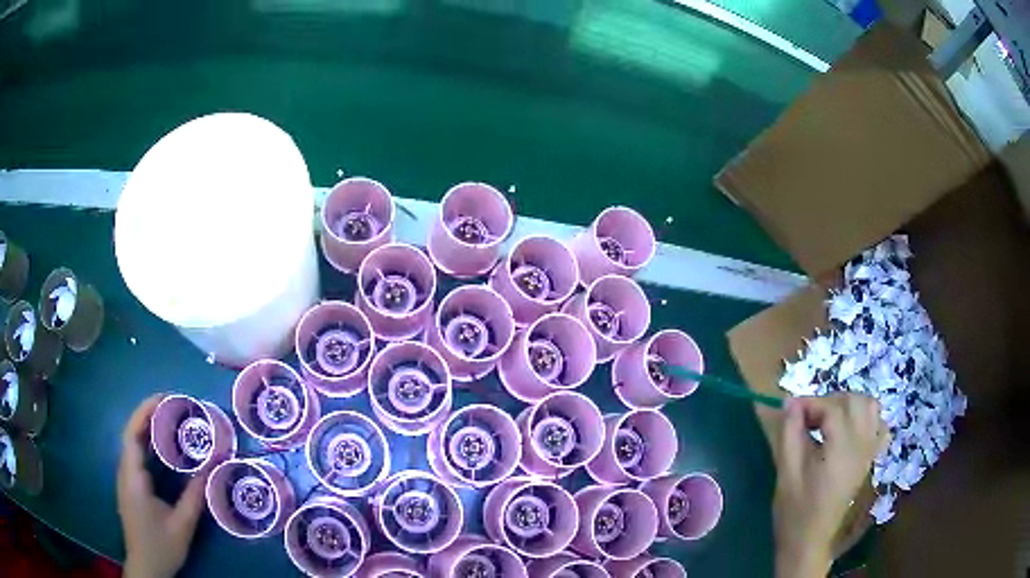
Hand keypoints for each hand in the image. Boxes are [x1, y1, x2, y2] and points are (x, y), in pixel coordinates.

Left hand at [118, 394, 207, 577]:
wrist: (146, 568)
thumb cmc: (161, 547)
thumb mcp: (182, 526)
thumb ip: (194, 497)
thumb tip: (213, 468)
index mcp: (133, 478)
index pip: (133, 434)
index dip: (145, 412)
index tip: (166, 398)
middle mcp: (125, 472)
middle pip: (131, 433)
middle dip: (149, 415)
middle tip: (174, 406)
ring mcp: (125, 479)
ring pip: (132, 444)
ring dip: (148, 428)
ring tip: (171, 421)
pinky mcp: (130, 486)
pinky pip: (136, 456)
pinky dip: (148, 444)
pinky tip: (163, 448)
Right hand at [773, 394, 886, 577]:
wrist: (810, 540)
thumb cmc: (795, 510)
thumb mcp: (787, 472)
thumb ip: (790, 433)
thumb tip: (790, 402)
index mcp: (841, 450)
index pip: (832, 408)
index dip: (810, 403)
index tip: (789, 409)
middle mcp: (862, 445)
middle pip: (855, 401)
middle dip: (830, 400)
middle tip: (807, 418)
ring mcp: (869, 452)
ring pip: (871, 408)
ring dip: (849, 405)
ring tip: (827, 420)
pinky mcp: (870, 459)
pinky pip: (879, 426)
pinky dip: (866, 419)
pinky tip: (849, 430)